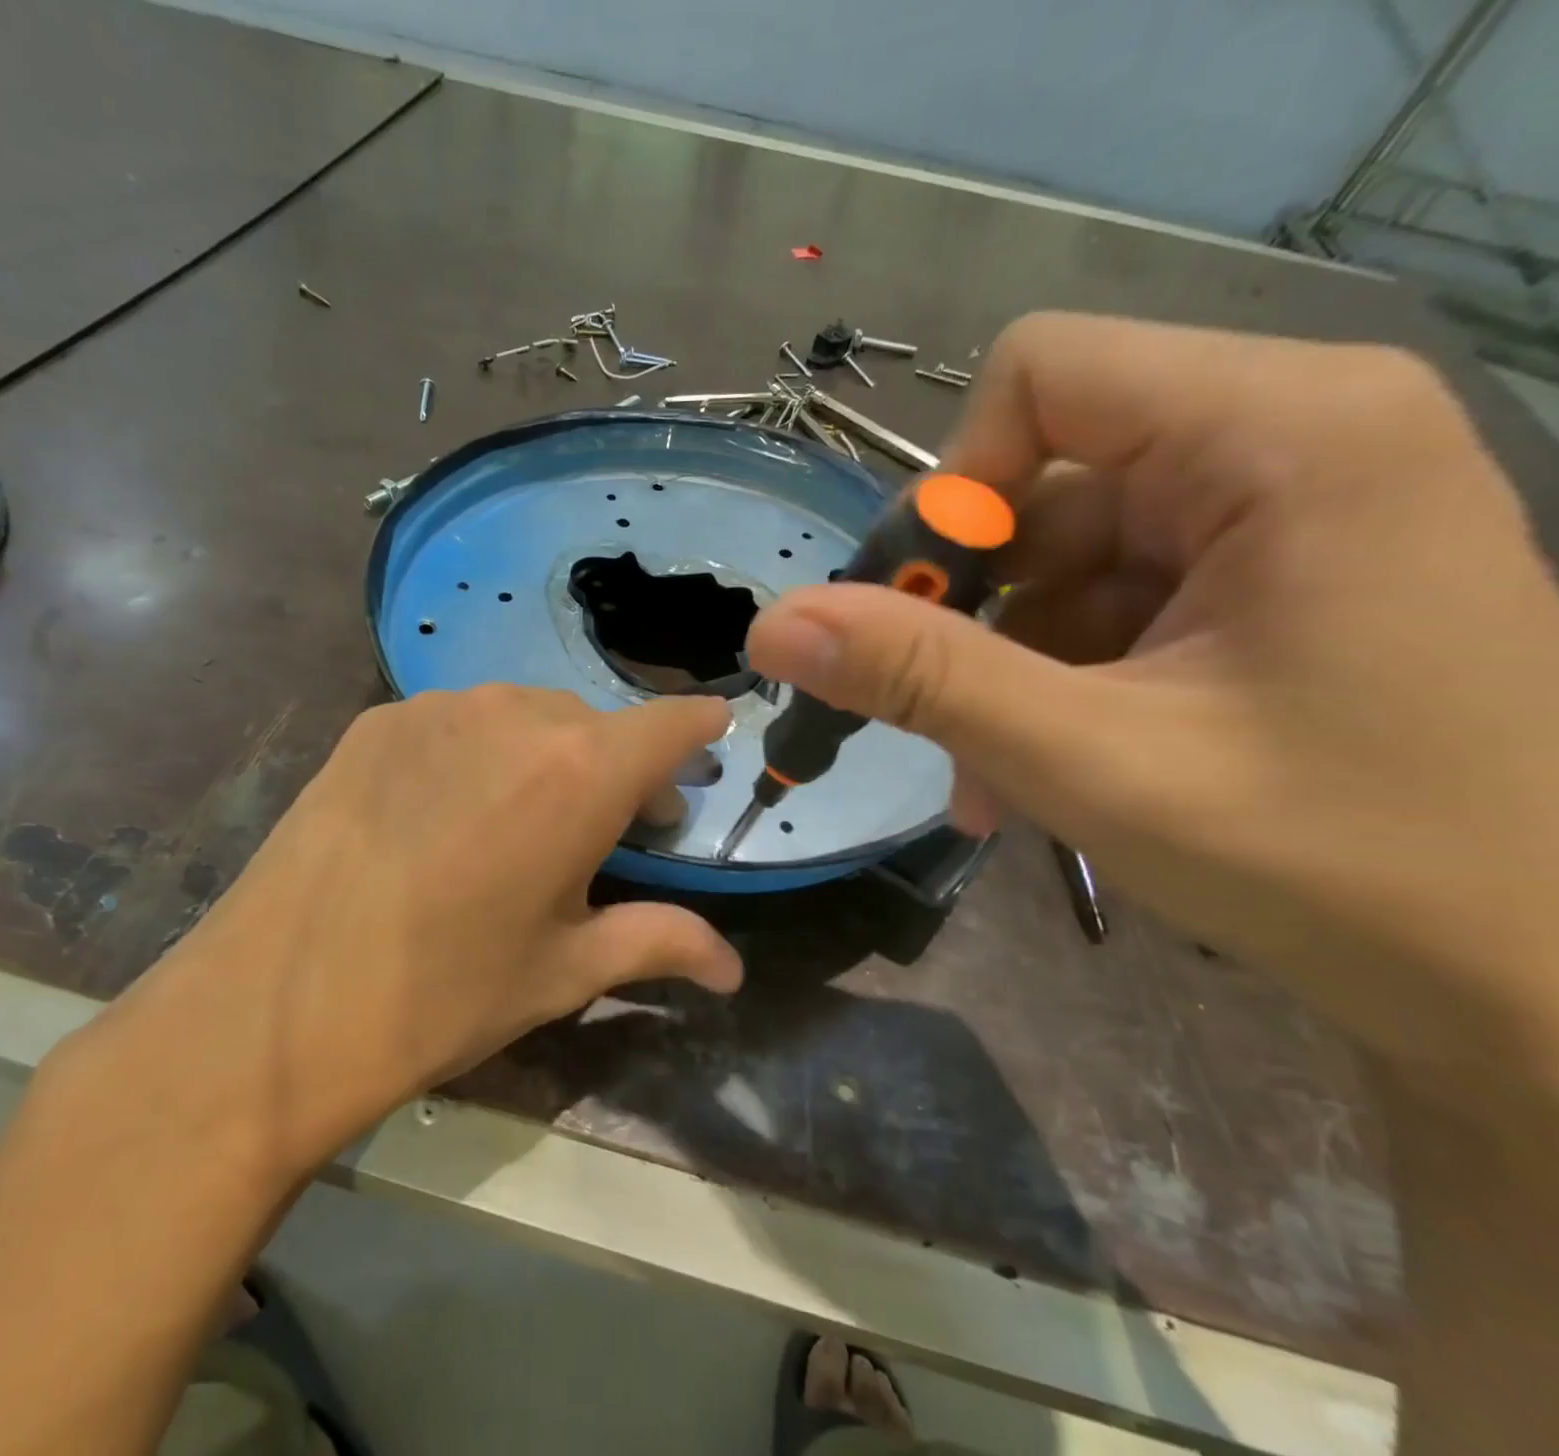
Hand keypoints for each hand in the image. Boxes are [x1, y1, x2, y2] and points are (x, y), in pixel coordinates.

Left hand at [70, 686, 740, 1181]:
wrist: (273, 1006)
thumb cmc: (443, 995)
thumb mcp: (563, 972)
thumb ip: (660, 943)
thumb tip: (733, 967)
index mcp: (577, 772)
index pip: (668, 723)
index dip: (698, 728)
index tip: (712, 736)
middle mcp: (513, 716)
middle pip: (594, 724)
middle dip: (618, 766)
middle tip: (608, 828)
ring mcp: (435, 709)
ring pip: (524, 716)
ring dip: (545, 755)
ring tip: (520, 821)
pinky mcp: (374, 721)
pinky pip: (456, 722)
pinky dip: (477, 752)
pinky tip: (445, 812)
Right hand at [749, 313, 1558, 1094]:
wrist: (1543, 986)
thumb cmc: (1342, 861)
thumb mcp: (1090, 759)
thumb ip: (921, 677)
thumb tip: (771, 626)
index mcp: (1278, 433)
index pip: (1041, 375)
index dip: (956, 486)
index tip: (925, 610)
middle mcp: (1285, 442)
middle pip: (1041, 479)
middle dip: (970, 608)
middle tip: (935, 719)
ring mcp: (1276, 517)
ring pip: (1058, 561)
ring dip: (1000, 669)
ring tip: (995, 782)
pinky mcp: (1266, 584)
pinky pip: (1103, 607)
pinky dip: (1050, 685)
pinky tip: (1040, 776)